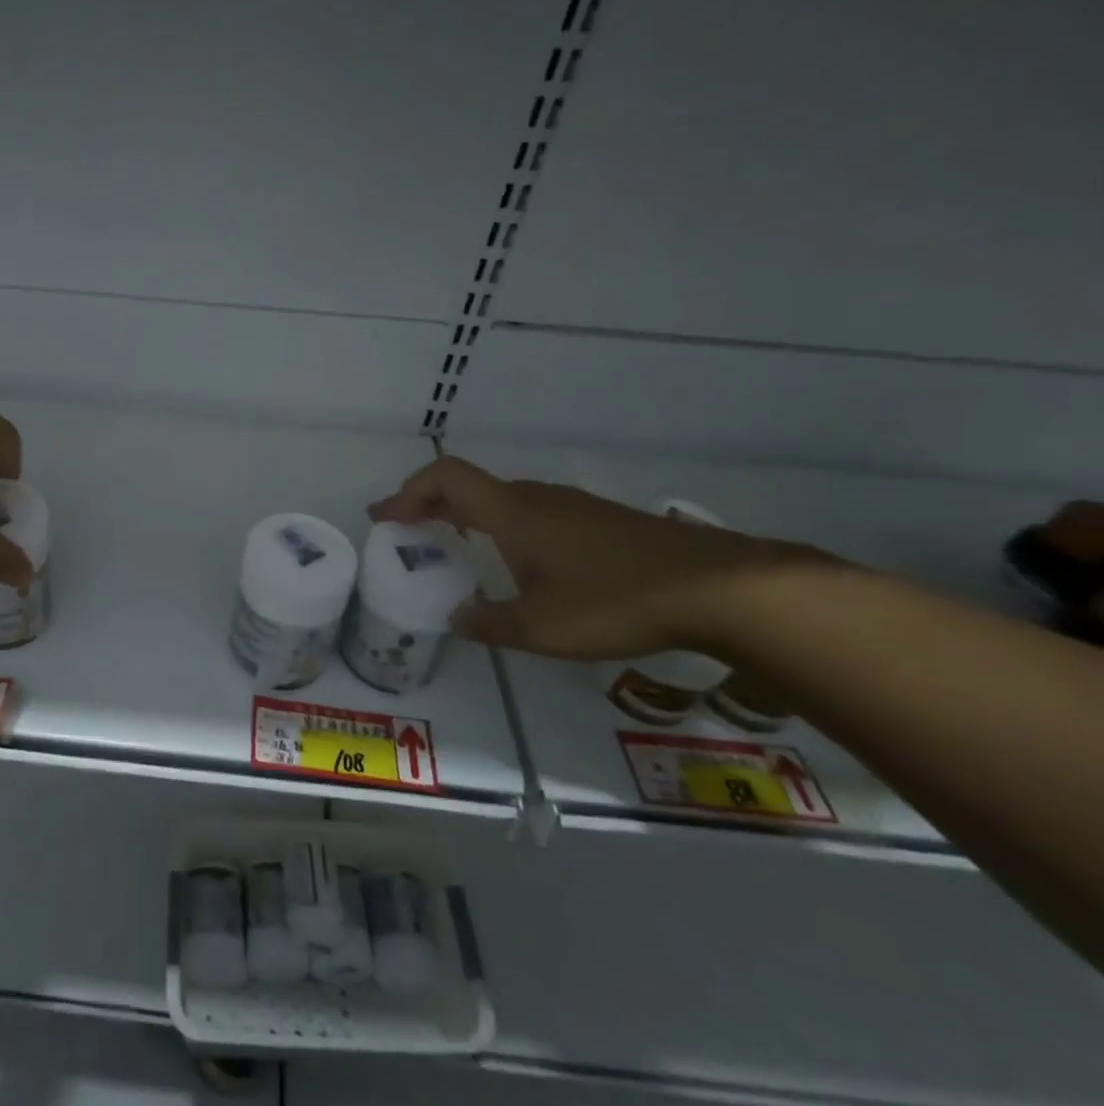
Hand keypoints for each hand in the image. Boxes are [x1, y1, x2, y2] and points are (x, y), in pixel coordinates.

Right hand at [369, 455, 813, 660]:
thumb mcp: (540, 627)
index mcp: (511, 513)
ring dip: (467, 515)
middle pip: (468, 486)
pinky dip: (501, 525)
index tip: (386, 519)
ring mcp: (571, 506)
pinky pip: (531, 512)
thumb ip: (488, 622)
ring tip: (454, 546)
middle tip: (408, 532)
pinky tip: (518, 561)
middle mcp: (535, 499)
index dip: (407, 492)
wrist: (720, 588)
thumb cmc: (615, 600)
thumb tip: (456, 617)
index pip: (444, 478)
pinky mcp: (599, 521)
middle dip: (430, 504)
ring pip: (502, 499)